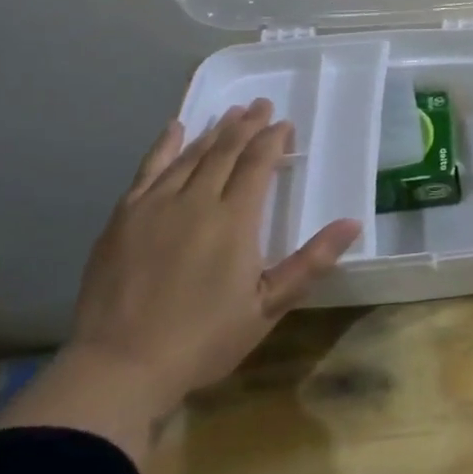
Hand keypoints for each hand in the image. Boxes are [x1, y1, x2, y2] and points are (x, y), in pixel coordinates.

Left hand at [66, 98, 361, 419]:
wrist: (119, 367)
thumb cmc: (204, 340)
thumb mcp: (268, 306)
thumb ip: (310, 261)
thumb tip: (353, 223)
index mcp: (235, 221)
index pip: (257, 164)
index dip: (273, 140)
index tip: (285, 124)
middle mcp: (196, 201)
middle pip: (225, 151)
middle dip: (247, 125)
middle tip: (261, 105)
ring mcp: (155, 206)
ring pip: (191, 155)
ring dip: (214, 131)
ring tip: (230, 113)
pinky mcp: (124, 218)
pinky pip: (148, 170)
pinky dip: (165, 145)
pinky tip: (175, 128)